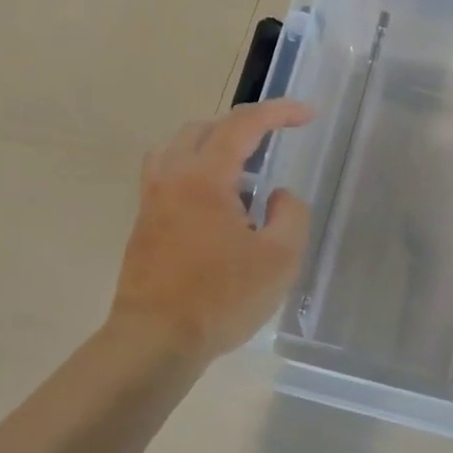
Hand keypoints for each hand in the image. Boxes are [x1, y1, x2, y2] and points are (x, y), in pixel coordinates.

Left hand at [110, 100, 313, 362]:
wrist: (155, 340)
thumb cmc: (221, 298)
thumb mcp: (280, 259)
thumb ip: (291, 215)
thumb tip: (278, 196)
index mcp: (204, 177)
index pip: (243, 125)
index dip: (279, 113)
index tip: (308, 115)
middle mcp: (172, 177)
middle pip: (205, 128)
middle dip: (244, 126)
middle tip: (274, 141)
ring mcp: (151, 200)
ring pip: (179, 149)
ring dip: (213, 146)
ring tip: (242, 172)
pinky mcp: (144, 224)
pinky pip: (169, 175)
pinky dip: (196, 171)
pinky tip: (217, 205)